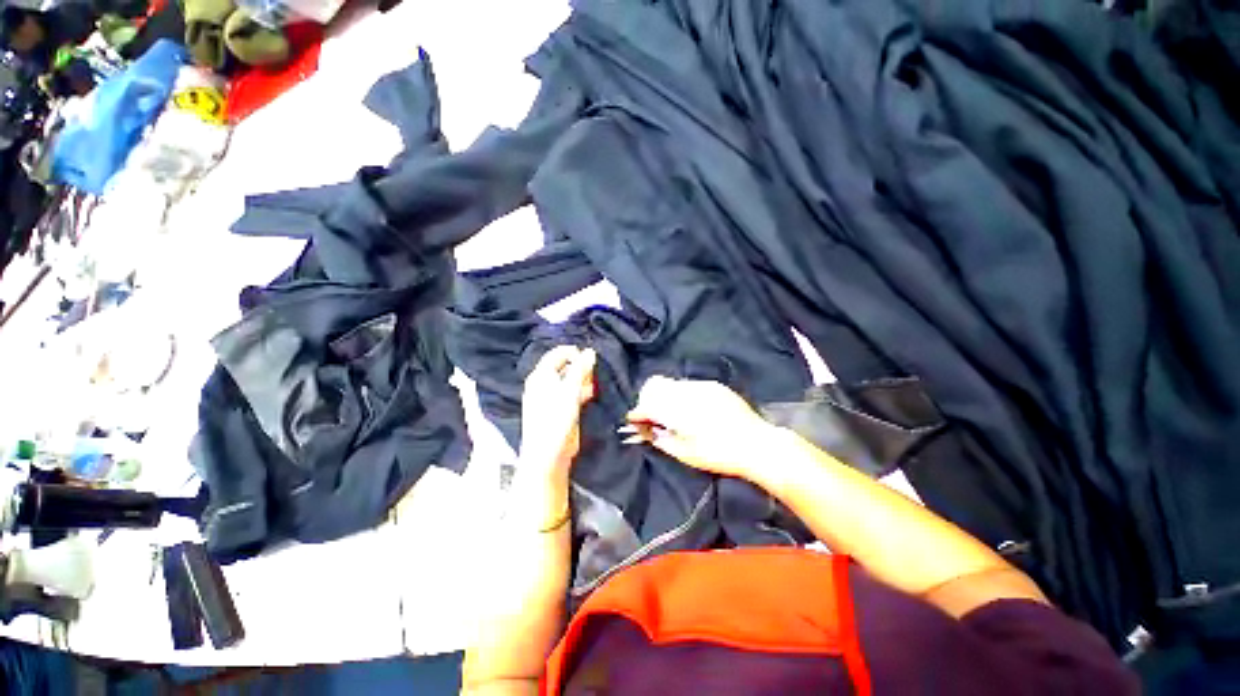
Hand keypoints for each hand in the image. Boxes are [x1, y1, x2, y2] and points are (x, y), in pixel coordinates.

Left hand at [517, 345, 596, 483]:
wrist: (549, 453)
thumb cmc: (556, 417)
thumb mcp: (569, 389)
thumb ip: (580, 369)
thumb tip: (590, 352)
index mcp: (541, 376)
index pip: (557, 354)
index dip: (573, 352)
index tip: (590, 356)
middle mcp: (545, 384)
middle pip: (565, 367)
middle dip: (581, 366)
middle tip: (595, 369)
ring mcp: (553, 398)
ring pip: (571, 381)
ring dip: (584, 379)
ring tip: (597, 380)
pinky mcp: (562, 410)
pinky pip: (574, 394)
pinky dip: (584, 391)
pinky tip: (594, 393)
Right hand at [625, 376, 782, 483]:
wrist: (757, 445)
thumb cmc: (719, 454)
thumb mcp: (684, 453)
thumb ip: (658, 438)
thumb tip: (640, 430)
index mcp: (677, 409)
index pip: (646, 403)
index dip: (638, 412)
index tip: (635, 421)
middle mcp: (687, 391)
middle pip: (655, 385)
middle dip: (649, 400)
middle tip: (653, 418)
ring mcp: (702, 385)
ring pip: (672, 383)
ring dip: (666, 396)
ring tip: (674, 415)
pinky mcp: (715, 386)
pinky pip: (690, 385)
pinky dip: (683, 395)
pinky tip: (693, 410)